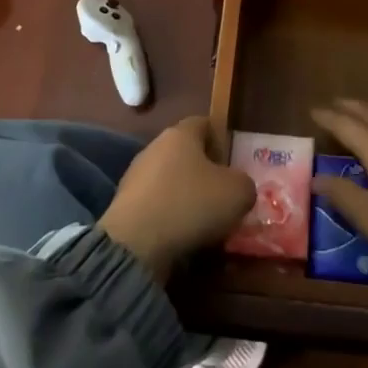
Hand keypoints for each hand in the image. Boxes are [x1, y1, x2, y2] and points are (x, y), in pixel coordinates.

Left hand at [99, 115, 256, 282]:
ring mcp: (135, 176)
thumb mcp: (238, 193)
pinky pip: (155, 205)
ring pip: (169, 180)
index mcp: (181, 134)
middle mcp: (155, 147)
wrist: (135, 244)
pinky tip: (180, 235)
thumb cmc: (191, 204)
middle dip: (204, 172)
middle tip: (222, 195)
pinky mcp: (124, 205)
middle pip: (185, 153)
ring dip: (185, 196)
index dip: (220, 140)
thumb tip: (238, 186)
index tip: (232, 164)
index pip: (203, 123)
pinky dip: (168, 216)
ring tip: (203, 222)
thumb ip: (244, 183)